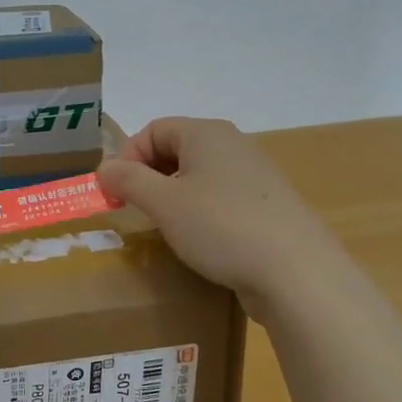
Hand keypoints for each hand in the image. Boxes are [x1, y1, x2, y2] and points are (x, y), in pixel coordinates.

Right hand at [97, 117, 339, 309]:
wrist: (297, 272)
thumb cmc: (221, 226)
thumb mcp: (164, 203)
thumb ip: (129, 180)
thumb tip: (104, 168)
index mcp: (207, 133)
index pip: (154, 129)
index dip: (128, 156)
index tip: (116, 193)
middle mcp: (233, 145)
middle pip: (177, 149)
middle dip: (149, 176)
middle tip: (135, 210)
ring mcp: (255, 176)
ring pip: (200, 176)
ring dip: (174, 196)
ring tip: (165, 228)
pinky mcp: (268, 206)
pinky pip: (222, 199)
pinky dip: (202, 213)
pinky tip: (201, 242)